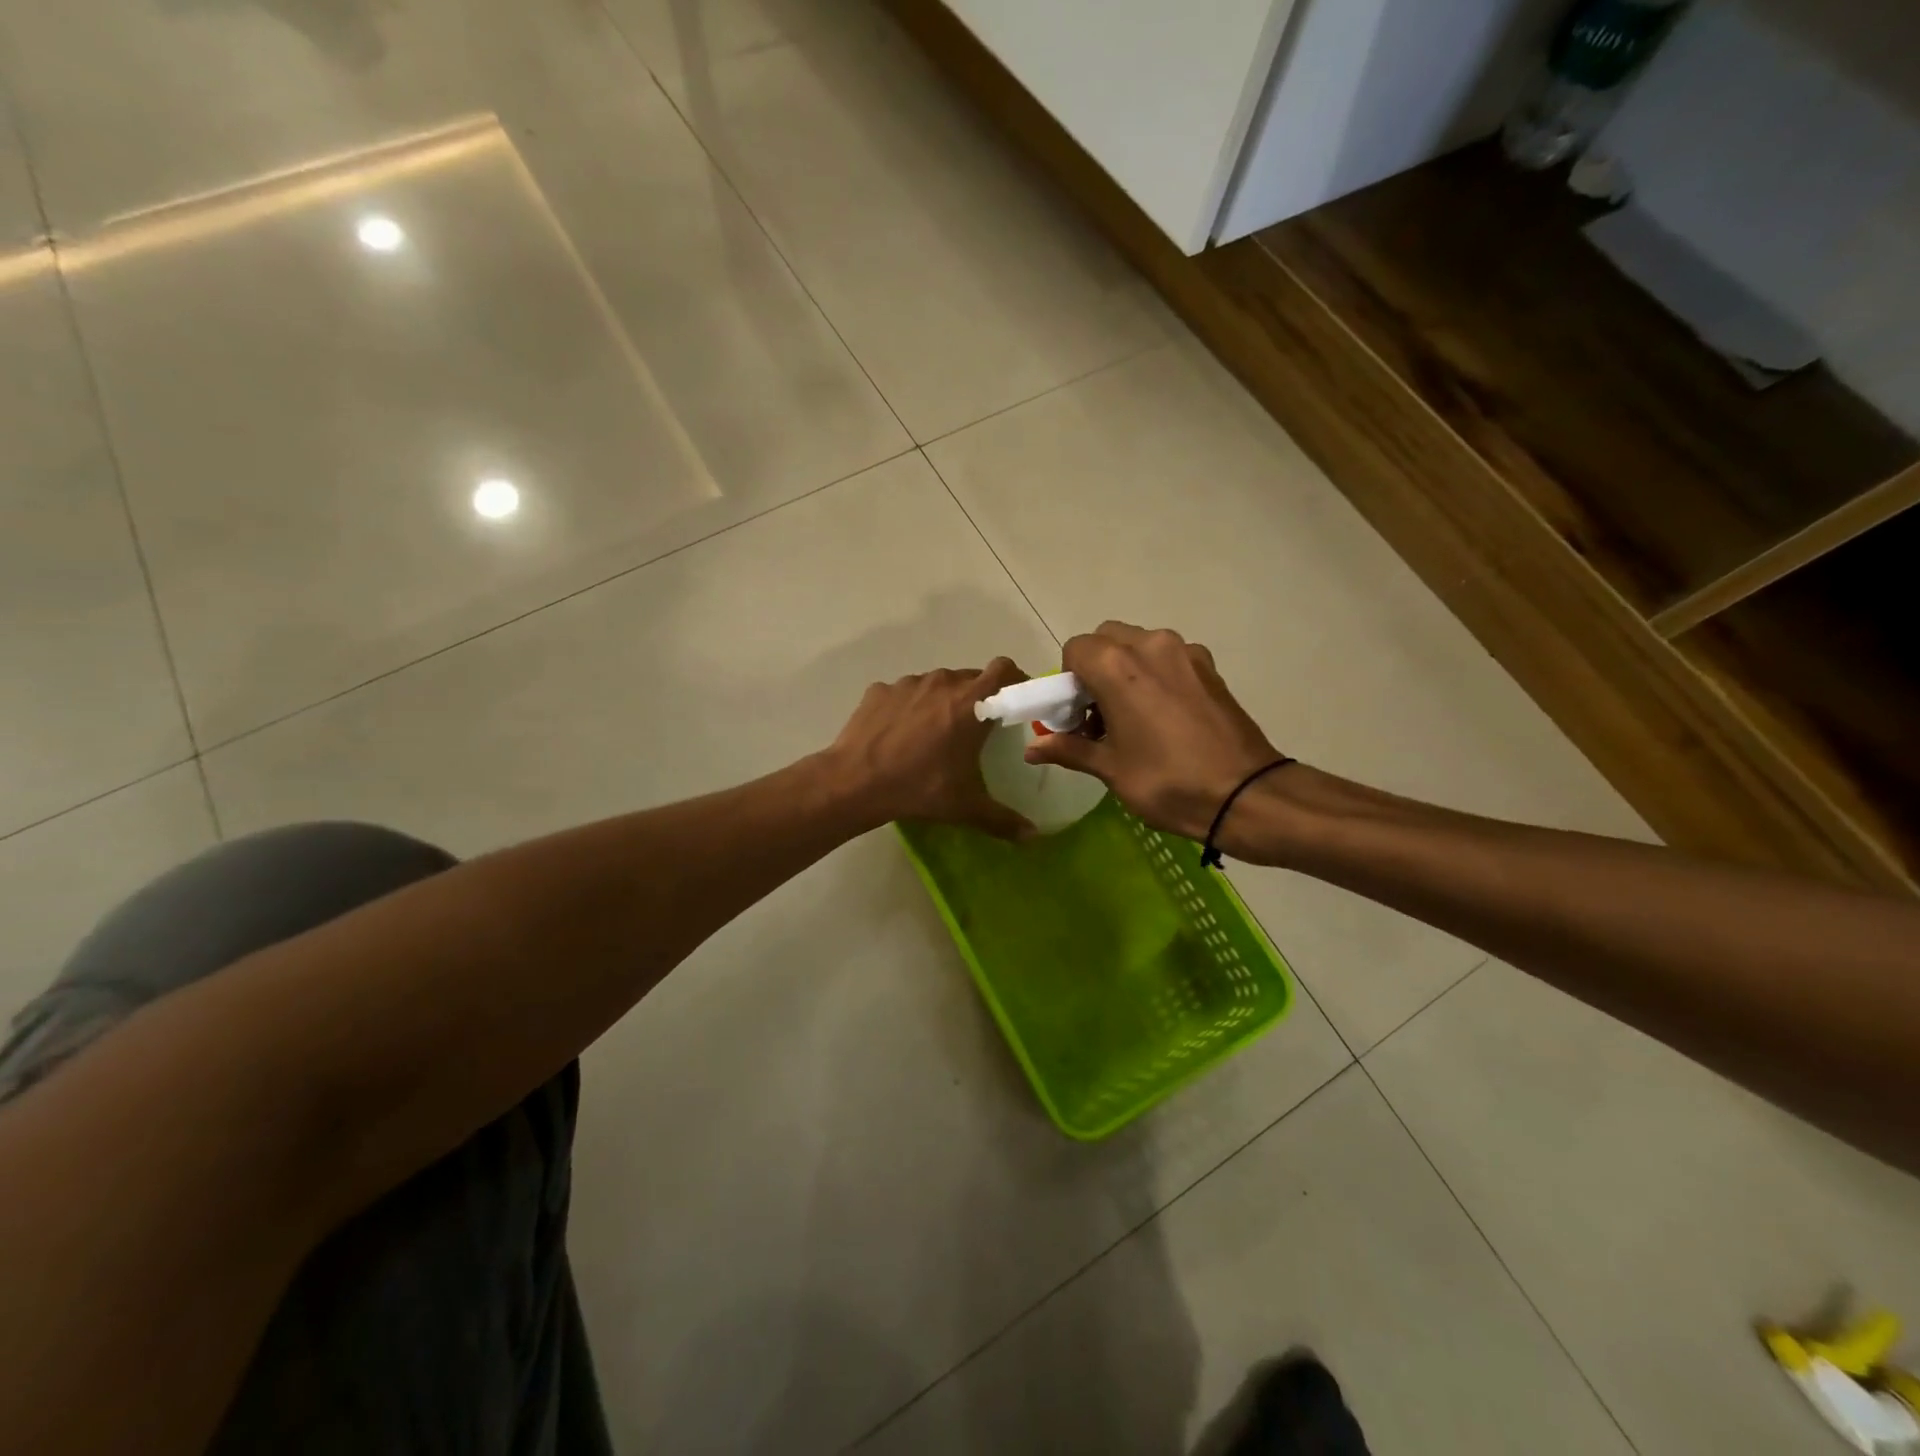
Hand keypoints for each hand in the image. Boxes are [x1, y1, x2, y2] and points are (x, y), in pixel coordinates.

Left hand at [824, 659, 1034, 838]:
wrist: (854, 782)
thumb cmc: (919, 788)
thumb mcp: (965, 807)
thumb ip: (1003, 820)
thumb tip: (1032, 836)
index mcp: (971, 703)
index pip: (1004, 670)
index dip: (1014, 682)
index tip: (1014, 702)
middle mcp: (942, 683)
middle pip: (971, 677)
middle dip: (978, 697)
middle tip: (975, 728)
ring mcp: (908, 683)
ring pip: (936, 683)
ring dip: (942, 700)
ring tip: (934, 733)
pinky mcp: (880, 690)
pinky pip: (904, 693)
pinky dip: (909, 706)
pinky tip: (900, 734)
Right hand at [1024, 622, 1281, 840]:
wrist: (1246, 795)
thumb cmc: (1168, 782)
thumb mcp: (1111, 769)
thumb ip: (1069, 749)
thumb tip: (1032, 749)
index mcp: (1118, 666)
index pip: (1075, 649)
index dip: (1068, 681)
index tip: (1077, 715)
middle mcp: (1151, 646)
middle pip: (1107, 639)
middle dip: (1095, 669)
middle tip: (1101, 714)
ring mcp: (1186, 653)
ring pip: (1140, 645)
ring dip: (1126, 670)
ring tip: (1134, 718)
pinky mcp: (1209, 667)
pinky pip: (1169, 658)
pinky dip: (1156, 675)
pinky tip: (1165, 717)